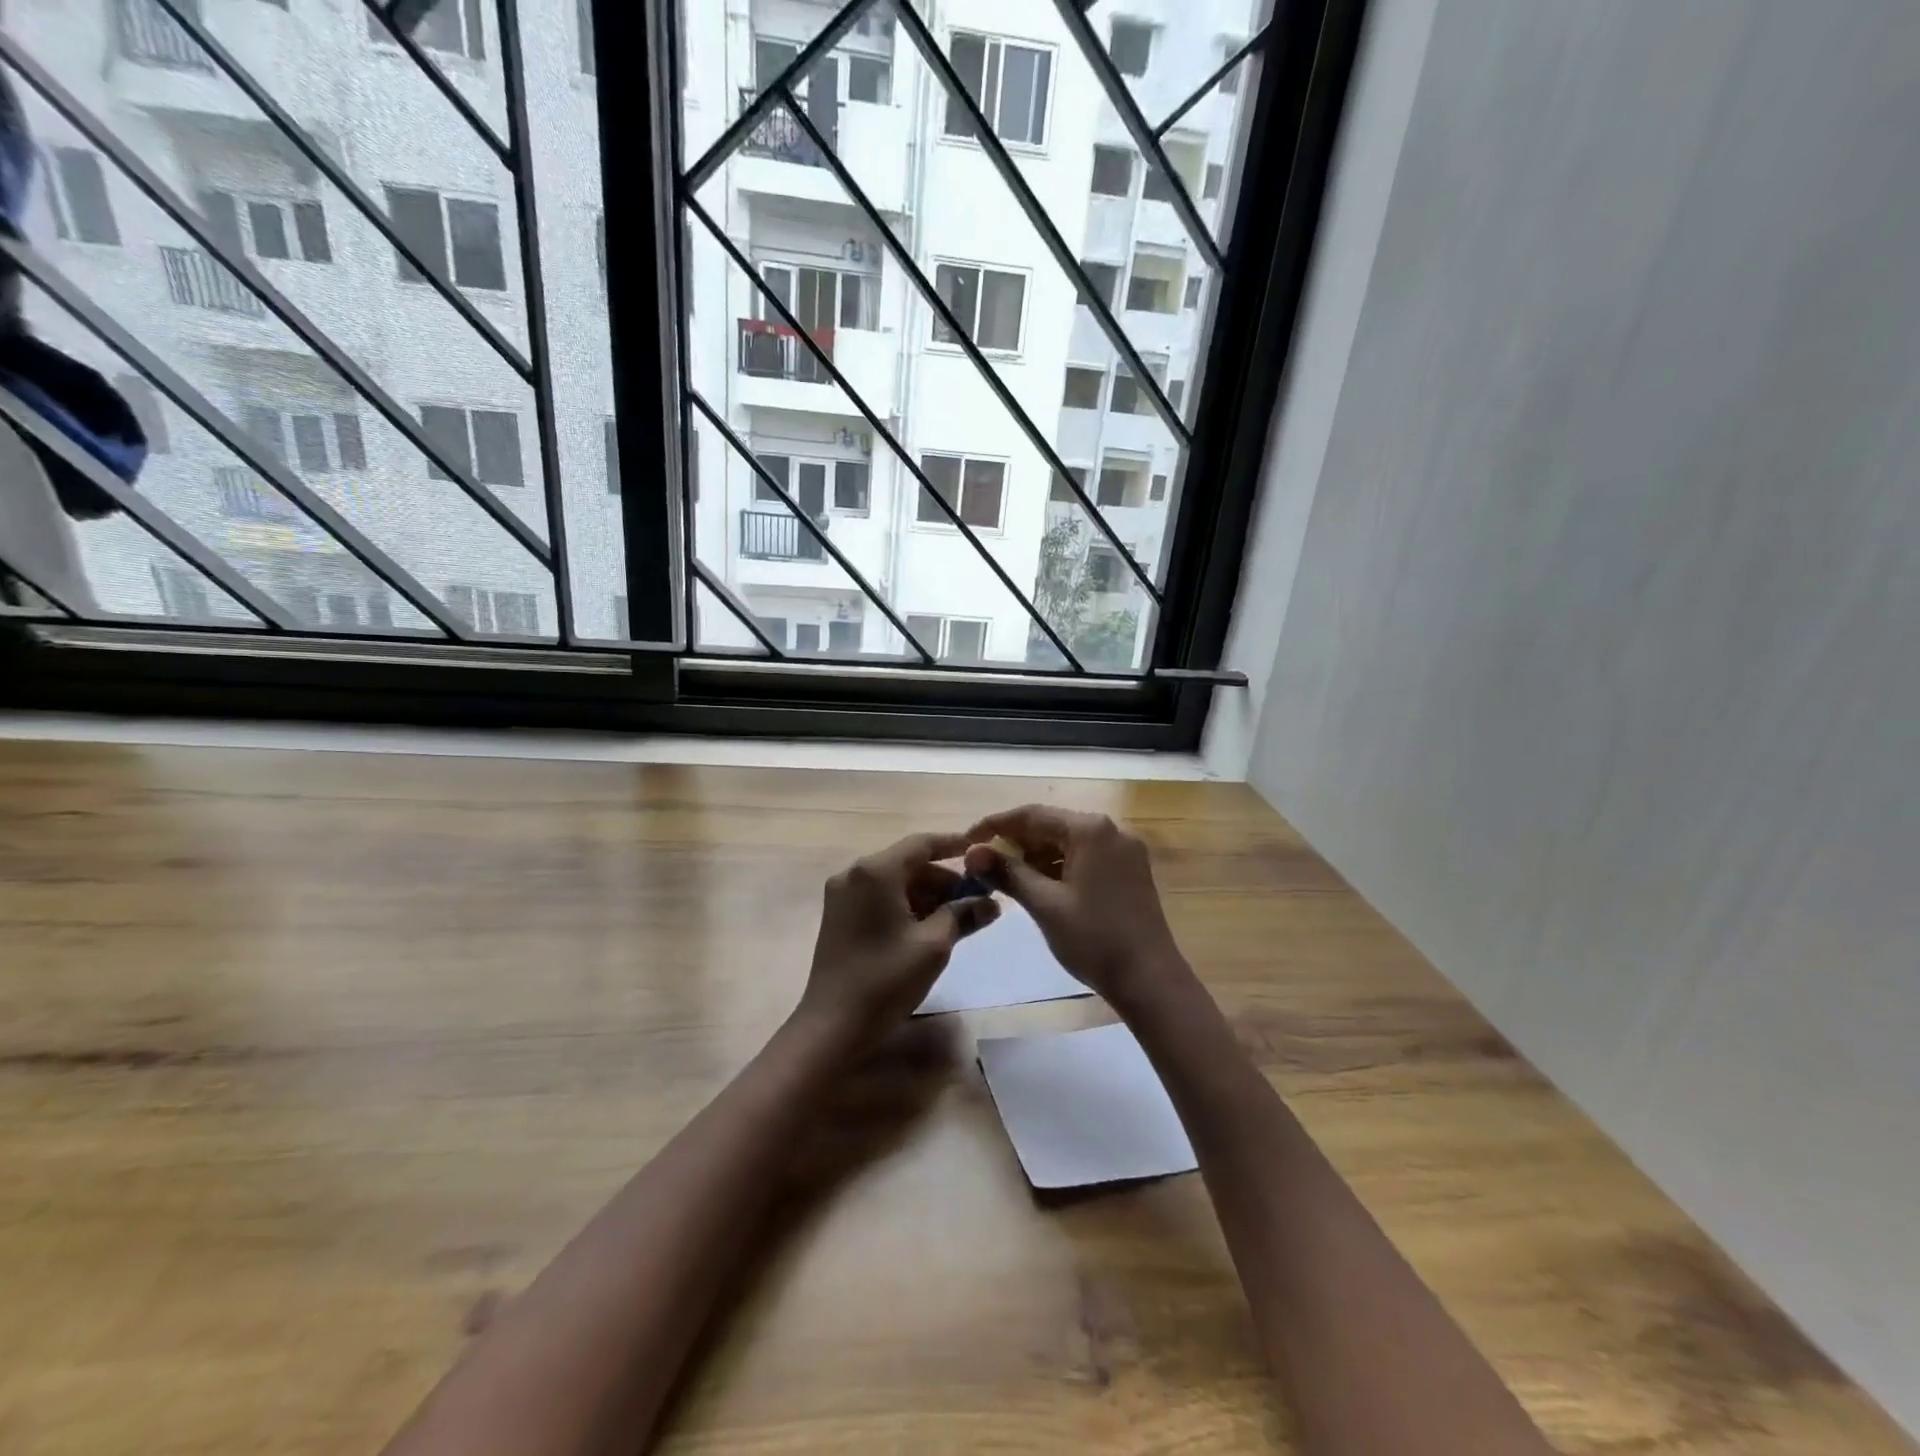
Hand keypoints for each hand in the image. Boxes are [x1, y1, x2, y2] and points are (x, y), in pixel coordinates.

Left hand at [798, 832, 999, 1041]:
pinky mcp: (839, 915)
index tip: (982, 853)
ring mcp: (842, 895)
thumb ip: (963, 915)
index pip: (922, 843)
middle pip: (908, 863)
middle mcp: (855, 873)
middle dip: (944, 879)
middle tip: (977, 899)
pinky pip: (880, 897)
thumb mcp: (934, 946)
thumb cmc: (885, 980)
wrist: (832, 1026)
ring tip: (959, 918)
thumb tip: (992, 902)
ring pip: (895, 882)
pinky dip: (906, 905)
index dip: (954, 845)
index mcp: (876, 871)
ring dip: (927, 894)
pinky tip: (929, 928)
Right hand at [963, 806, 1184, 1006]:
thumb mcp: (1044, 904)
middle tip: (983, 863)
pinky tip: (1039, 886)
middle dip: (1015, 842)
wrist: (1150, 979)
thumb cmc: (1094, 939)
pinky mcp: (1129, 871)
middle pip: (1051, 825)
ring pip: (1068, 843)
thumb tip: (971, 852)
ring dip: (1036, 856)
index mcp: (1090, 830)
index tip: (966, 841)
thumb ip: (1007, 873)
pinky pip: (1085, 857)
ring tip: (1006, 877)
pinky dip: (1059, 867)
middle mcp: (1111, 830)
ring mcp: (1124, 851)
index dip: (995, 825)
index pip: (1032, 815)